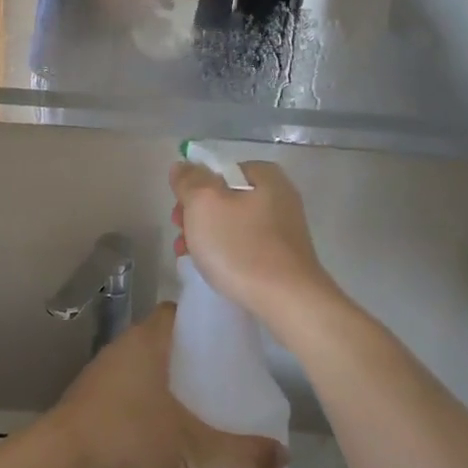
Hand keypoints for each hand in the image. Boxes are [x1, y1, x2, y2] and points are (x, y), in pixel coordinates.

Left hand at [36, 304, 287, 467]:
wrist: (55, 467)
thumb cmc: (127, 441)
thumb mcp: (194, 452)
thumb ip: (240, 454)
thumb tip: (283, 456)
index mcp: (149, 340)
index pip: (181, 312)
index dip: (208, 323)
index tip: (234, 345)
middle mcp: (124, 346)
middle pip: (167, 339)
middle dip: (195, 358)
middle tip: (227, 383)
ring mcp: (103, 373)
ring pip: (147, 366)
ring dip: (171, 382)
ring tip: (202, 410)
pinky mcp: (89, 400)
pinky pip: (129, 389)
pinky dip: (149, 402)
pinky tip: (165, 433)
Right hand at [170, 159, 342, 327]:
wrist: (288, 302)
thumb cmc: (241, 246)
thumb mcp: (203, 204)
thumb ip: (189, 180)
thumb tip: (183, 166)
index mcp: (265, 176)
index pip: (219, 171)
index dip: (194, 189)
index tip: (179, 214)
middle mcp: (280, 197)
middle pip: (225, 198)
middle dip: (198, 217)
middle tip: (182, 238)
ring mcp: (285, 230)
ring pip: (234, 225)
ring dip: (208, 237)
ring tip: (191, 258)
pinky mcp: (285, 258)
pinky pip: (248, 247)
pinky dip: (228, 254)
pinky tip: (215, 271)